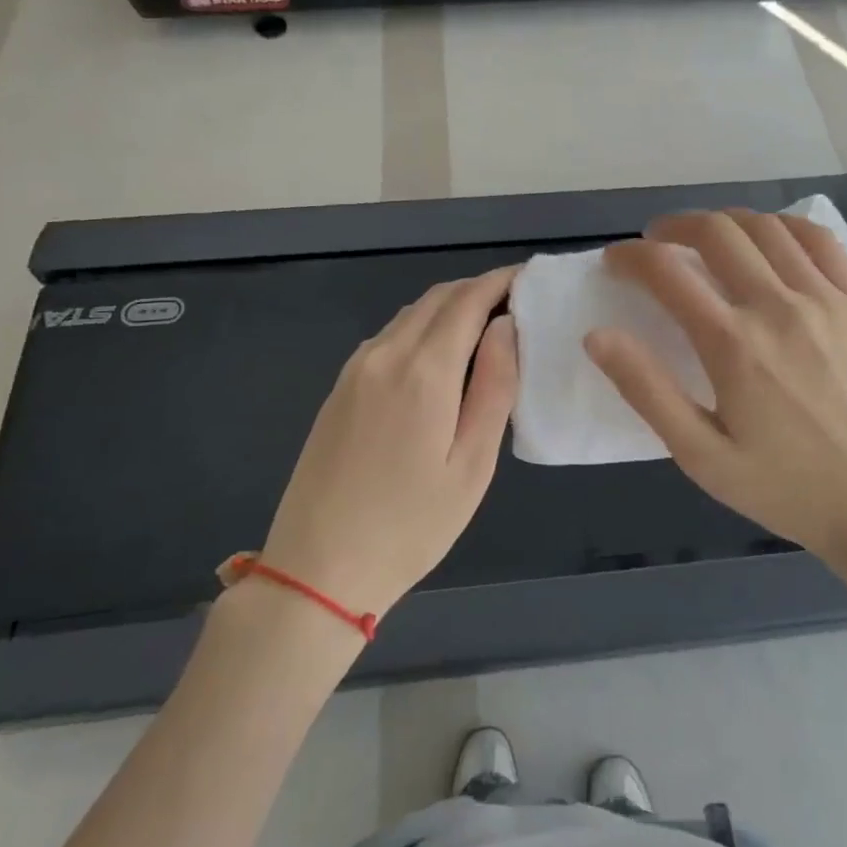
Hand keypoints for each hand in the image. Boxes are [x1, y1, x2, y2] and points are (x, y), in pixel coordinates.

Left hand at [259, 267, 518, 617]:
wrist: (317, 568)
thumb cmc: (410, 525)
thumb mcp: (472, 463)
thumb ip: (494, 386)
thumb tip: (507, 327)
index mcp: (423, 370)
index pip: (468, 301)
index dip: (501, 282)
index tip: (530, 278)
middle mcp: (384, 355)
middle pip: (437, 298)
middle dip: (477, 289)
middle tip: (515, 301)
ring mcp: (355, 369)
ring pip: (409, 314)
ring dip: (449, 307)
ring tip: (485, 326)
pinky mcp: (339, 388)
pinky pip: (388, 337)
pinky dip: (421, 327)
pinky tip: (439, 355)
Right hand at [585, 210, 846, 641]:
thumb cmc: (785, 488)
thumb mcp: (701, 456)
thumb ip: (647, 391)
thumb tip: (597, 336)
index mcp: (732, 345)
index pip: (667, 272)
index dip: (630, 257)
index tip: (614, 261)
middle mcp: (777, 306)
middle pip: (716, 232)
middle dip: (673, 227)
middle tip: (655, 243)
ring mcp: (825, 299)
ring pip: (765, 227)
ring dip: (724, 221)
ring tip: (705, 239)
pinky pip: (819, 240)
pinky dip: (783, 225)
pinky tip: (769, 239)